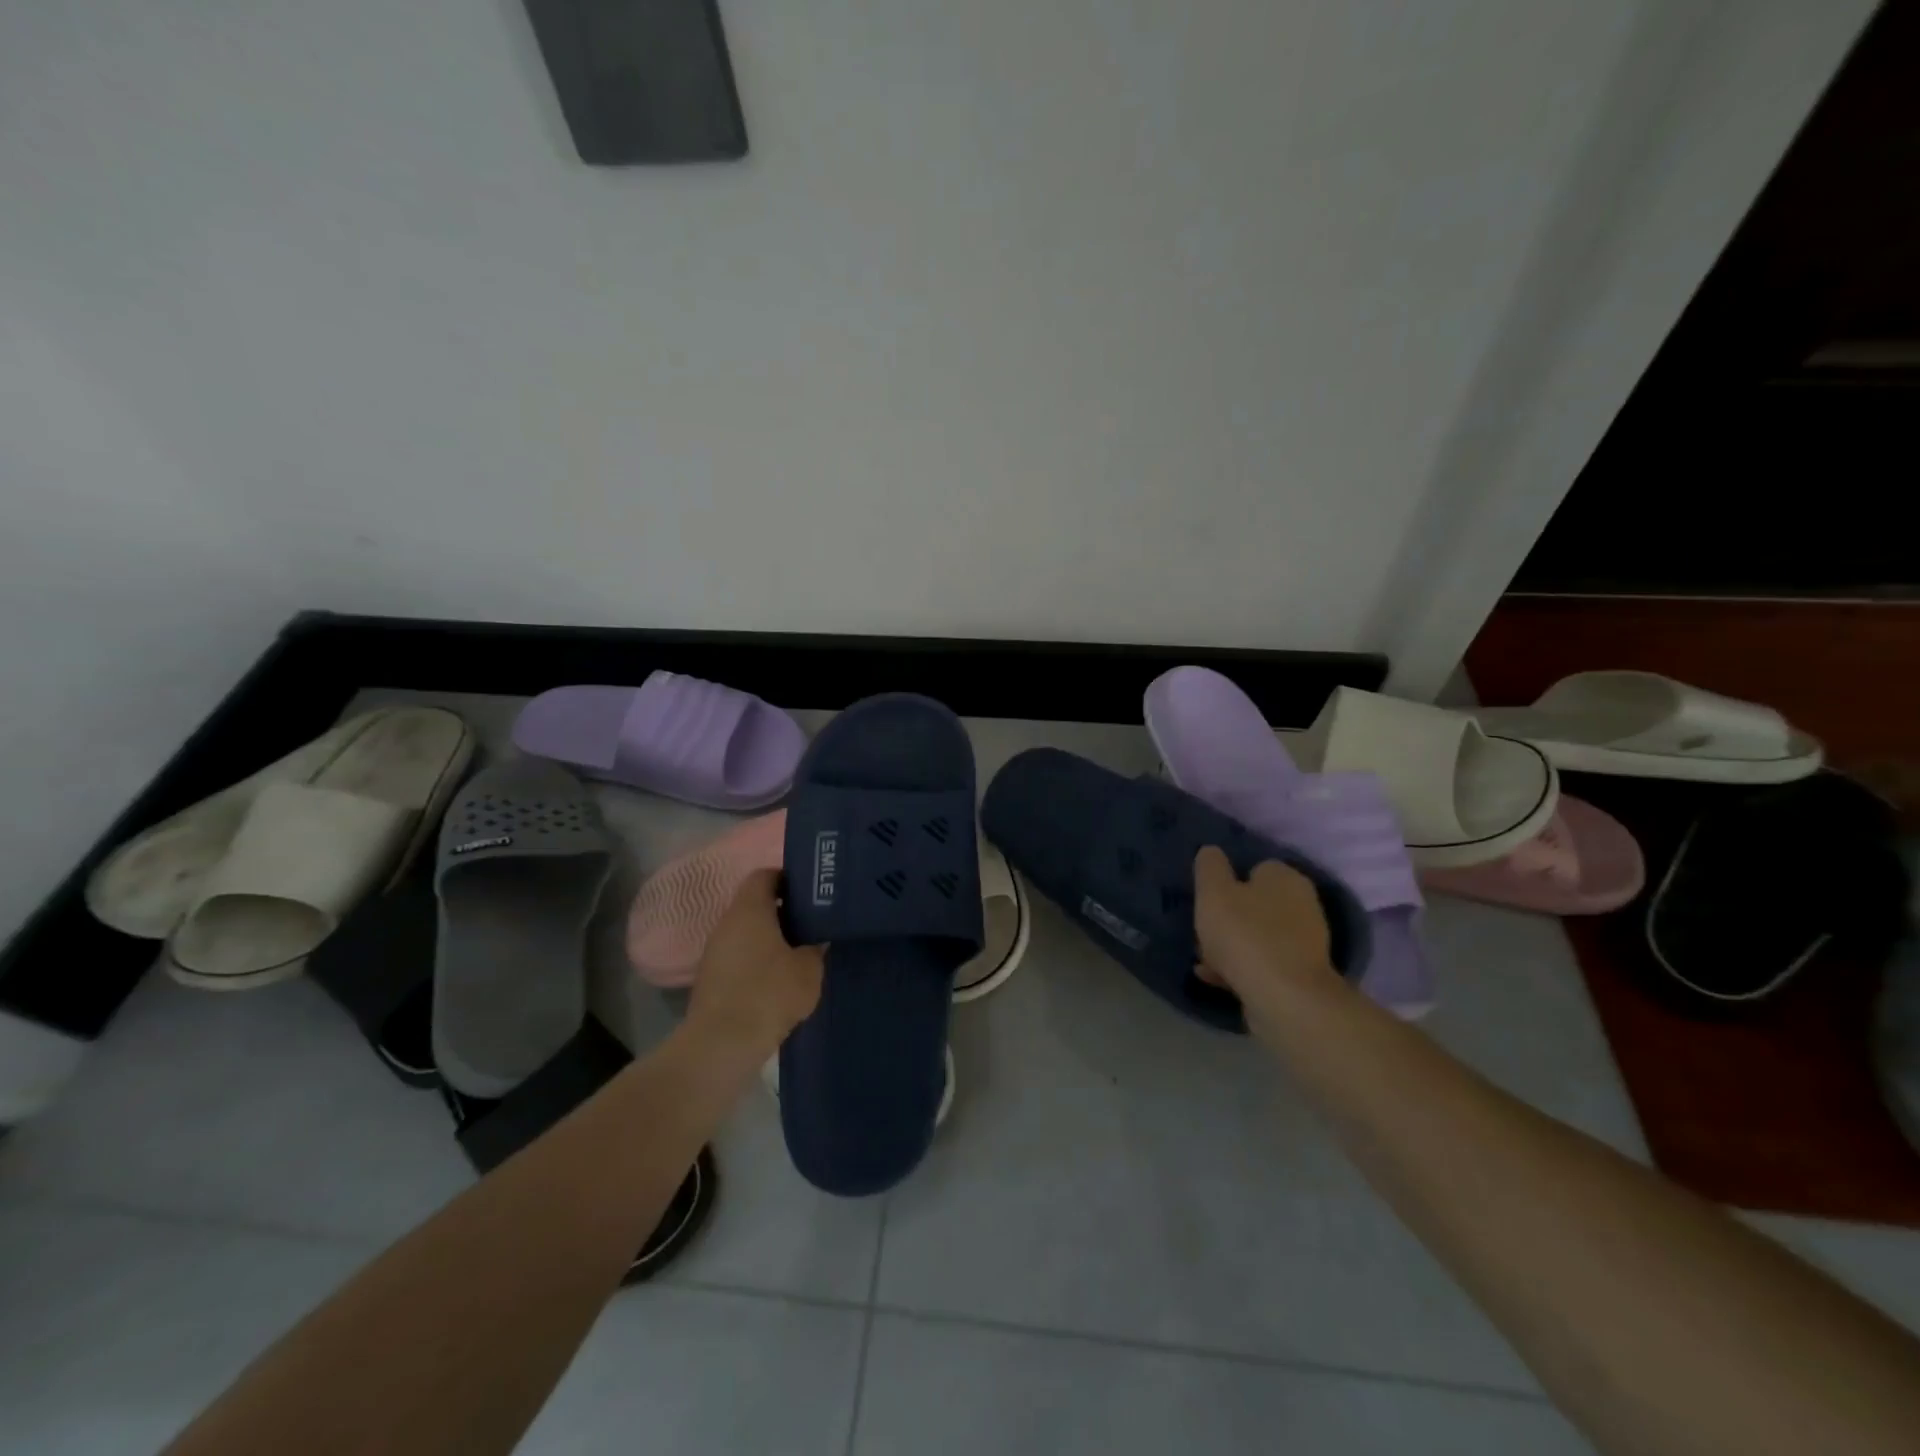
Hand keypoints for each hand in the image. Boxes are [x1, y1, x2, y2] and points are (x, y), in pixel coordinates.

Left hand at [687, 870, 824, 1059]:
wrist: (722, 1044)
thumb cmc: (769, 993)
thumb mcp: (809, 968)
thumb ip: (817, 947)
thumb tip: (818, 938)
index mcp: (749, 909)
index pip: (765, 875)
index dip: (789, 879)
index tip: (812, 893)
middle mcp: (727, 923)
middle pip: (756, 904)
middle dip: (784, 911)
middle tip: (813, 922)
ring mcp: (715, 951)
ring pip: (747, 932)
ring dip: (771, 938)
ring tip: (801, 953)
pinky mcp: (712, 978)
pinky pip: (740, 956)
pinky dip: (759, 960)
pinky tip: (780, 979)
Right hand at [1193, 845, 1337, 1029]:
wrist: (1285, 999)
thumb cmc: (1246, 935)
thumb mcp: (1214, 892)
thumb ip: (1209, 866)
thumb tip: (1211, 852)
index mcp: (1286, 878)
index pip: (1256, 867)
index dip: (1229, 882)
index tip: (1208, 899)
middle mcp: (1303, 905)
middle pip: (1256, 904)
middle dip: (1229, 918)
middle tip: (1204, 931)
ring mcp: (1306, 943)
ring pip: (1258, 936)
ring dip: (1232, 946)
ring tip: (1204, 959)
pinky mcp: (1301, 976)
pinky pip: (1263, 964)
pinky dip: (1241, 968)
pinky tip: (1216, 978)